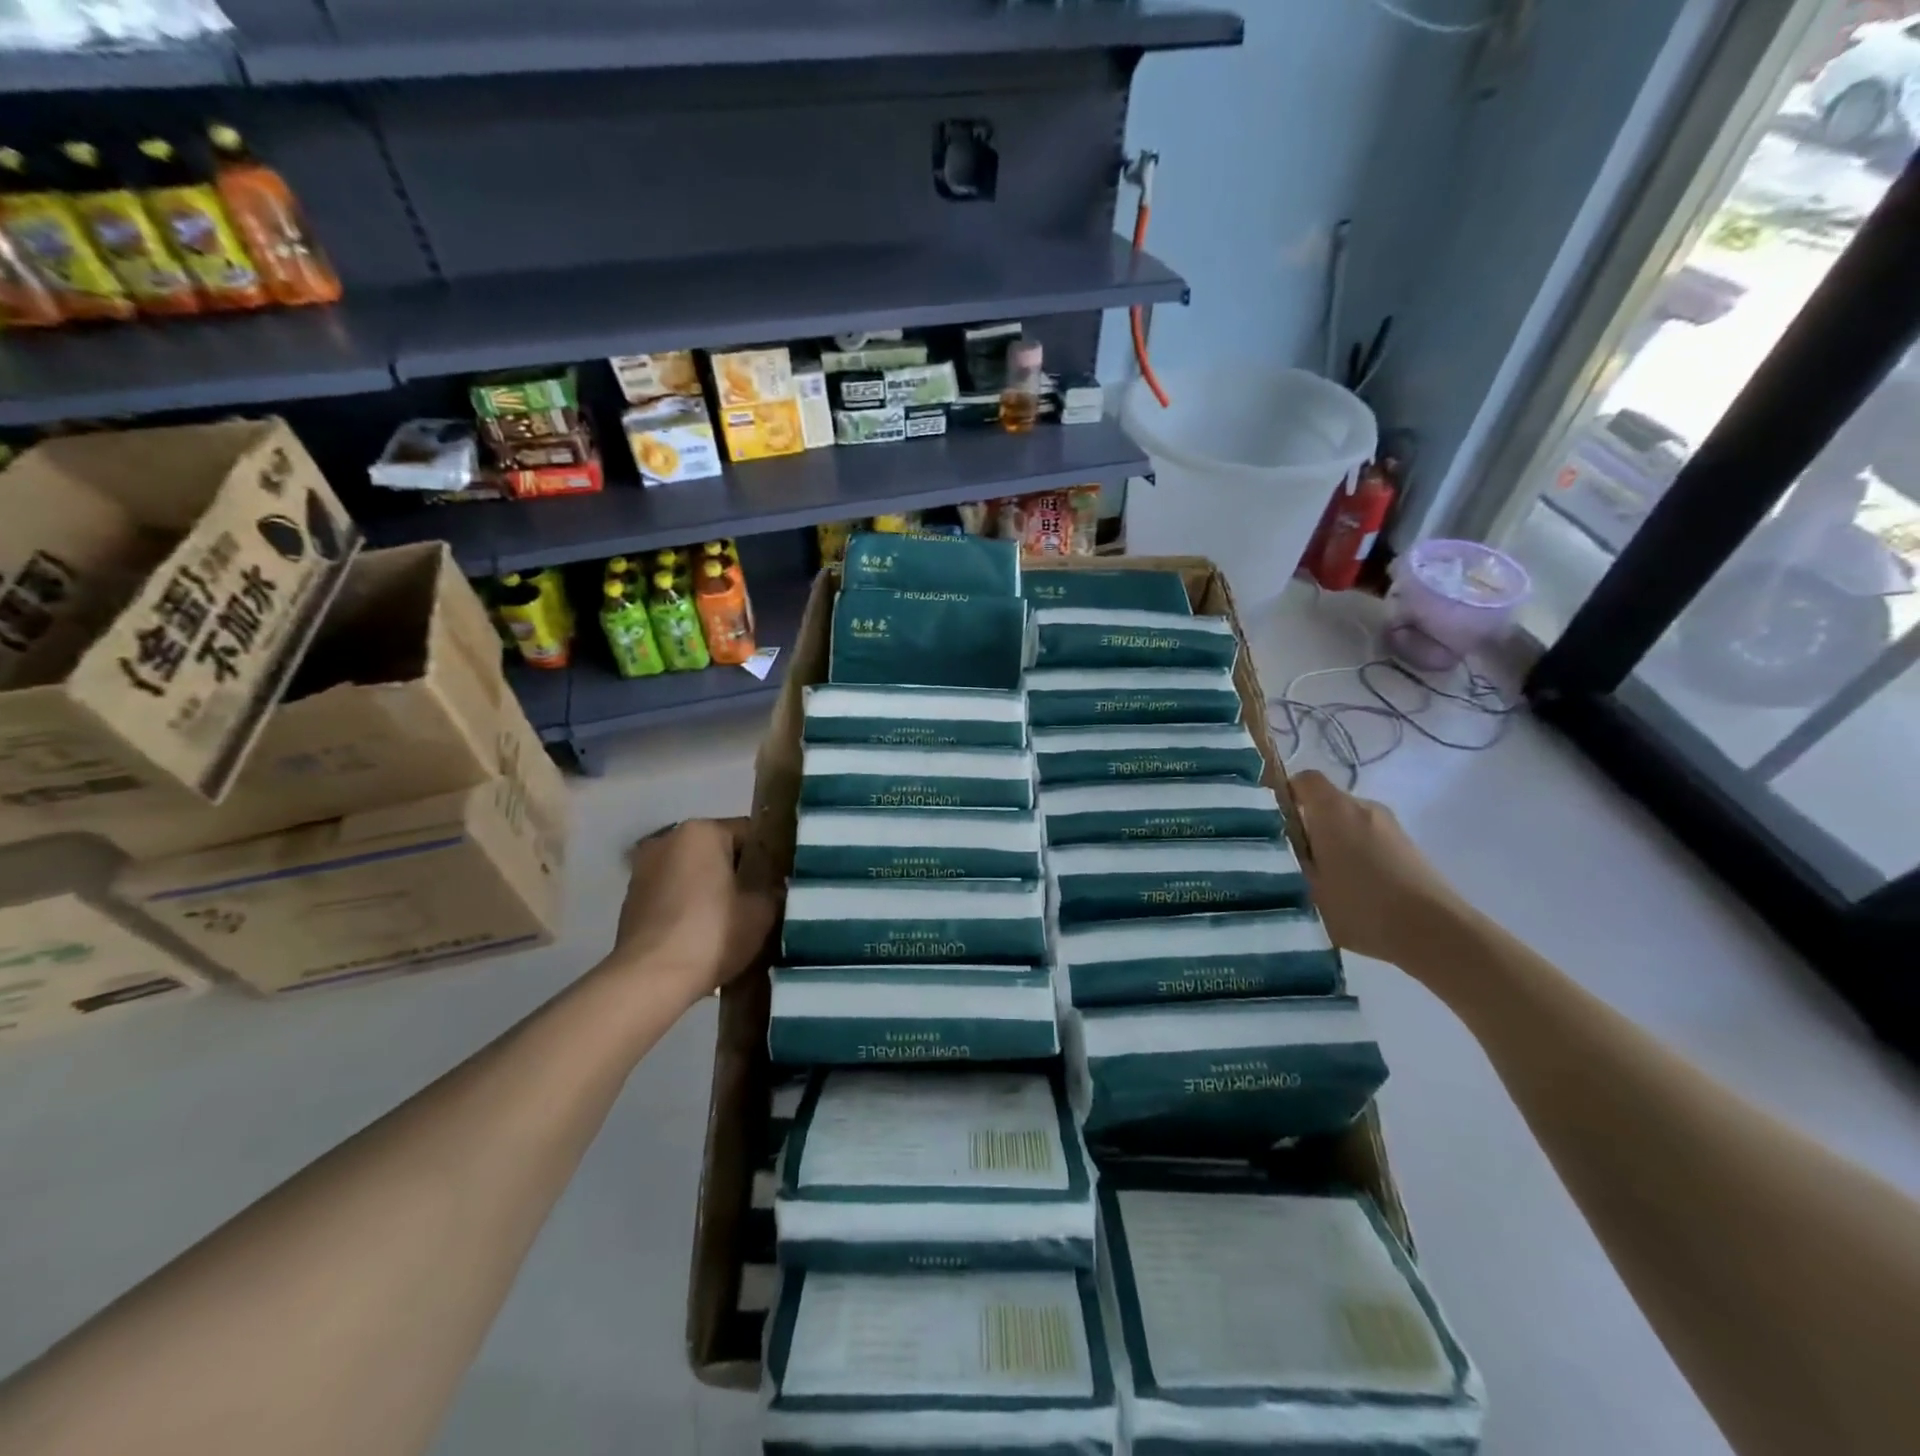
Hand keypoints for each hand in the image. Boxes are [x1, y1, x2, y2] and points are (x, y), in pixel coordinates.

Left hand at [607, 818, 779, 1003]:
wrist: (650, 980)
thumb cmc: (713, 933)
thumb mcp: (763, 911)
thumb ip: (774, 890)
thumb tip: (774, 887)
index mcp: (702, 831)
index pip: (750, 834)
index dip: (771, 857)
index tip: (782, 882)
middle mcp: (668, 840)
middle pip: (718, 852)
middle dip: (739, 874)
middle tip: (762, 903)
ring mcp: (644, 870)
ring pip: (694, 874)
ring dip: (712, 891)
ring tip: (733, 922)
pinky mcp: (631, 901)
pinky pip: (673, 895)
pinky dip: (689, 908)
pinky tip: (704, 935)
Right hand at [1288, 769, 1469, 969]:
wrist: (1435, 932)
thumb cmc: (1361, 906)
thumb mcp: (1308, 887)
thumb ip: (1289, 860)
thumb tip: (1276, 847)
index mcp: (1334, 810)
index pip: (1304, 780)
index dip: (1285, 793)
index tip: (1272, 821)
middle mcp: (1363, 807)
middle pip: (1326, 802)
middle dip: (1307, 824)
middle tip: (1291, 858)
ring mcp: (1390, 826)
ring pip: (1348, 823)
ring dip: (1332, 842)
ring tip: (1322, 879)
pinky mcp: (1408, 847)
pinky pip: (1369, 839)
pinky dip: (1355, 854)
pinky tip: (1352, 889)